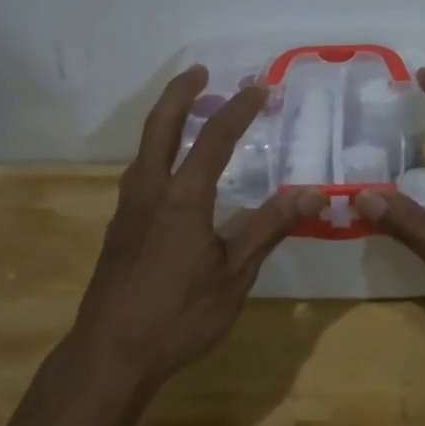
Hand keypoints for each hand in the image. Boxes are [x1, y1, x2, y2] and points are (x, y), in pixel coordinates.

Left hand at [75, 67, 324, 384]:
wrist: (111, 353)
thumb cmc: (180, 315)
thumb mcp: (235, 274)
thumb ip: (270, 228)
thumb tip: (313, 192)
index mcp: (183, 197)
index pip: (214, 138)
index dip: (238, 109)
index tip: (258, 88)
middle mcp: (150, 190)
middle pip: (160, 126)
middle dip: (180, 93)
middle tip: (199, 71)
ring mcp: (128, 209)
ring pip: (144, 149)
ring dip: (165, 121)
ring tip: (187, 114)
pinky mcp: (118, 229)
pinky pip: (138, 173)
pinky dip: (156, 152)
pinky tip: (168, 173)